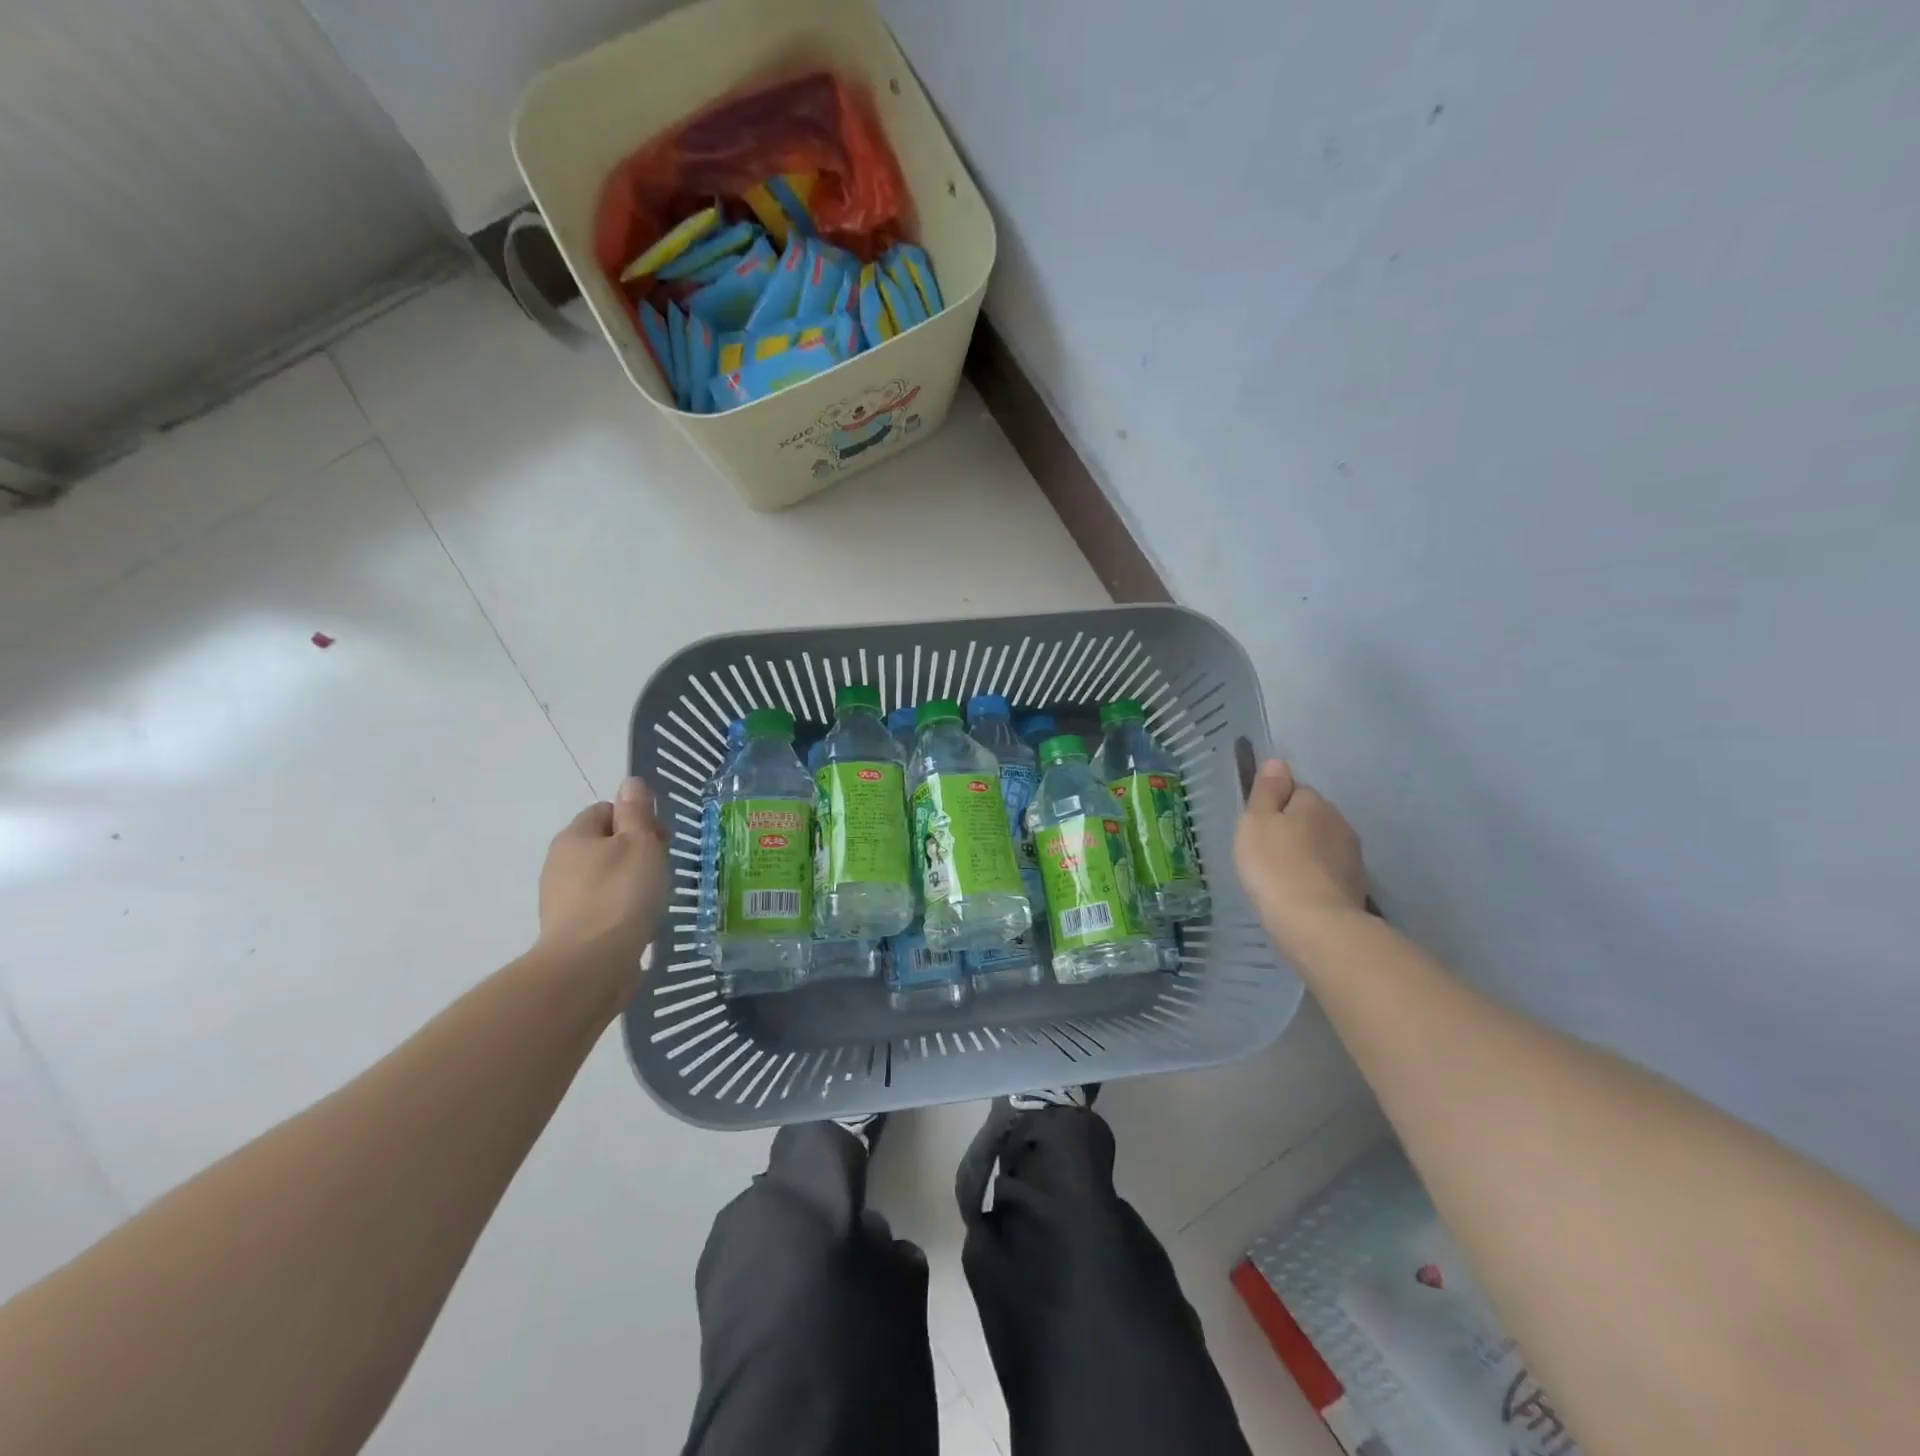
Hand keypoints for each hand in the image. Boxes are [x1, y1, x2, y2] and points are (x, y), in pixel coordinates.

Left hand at [537, 777, 668, 983]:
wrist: (590, 965)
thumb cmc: (620, 895)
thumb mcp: (640, 843)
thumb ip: (637, 812)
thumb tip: (631, 781)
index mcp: (574, 836)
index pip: (606, 810)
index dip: (637, 819)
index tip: (662, 840)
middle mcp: (560, 864)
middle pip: (605, 844)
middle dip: (636, 852)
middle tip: (662, 870)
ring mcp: (562, 900)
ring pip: (605, 878)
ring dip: (631, 884)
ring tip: (655, 900)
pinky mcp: (571, 931)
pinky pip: (602, 908)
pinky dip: (622, 911)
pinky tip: (640, 924)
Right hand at [1234, 760, 1367, 953]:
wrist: (1315, 923)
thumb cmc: (1275, 865)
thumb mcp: (1256, 821)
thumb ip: (1267, 790)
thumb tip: (1277, 762)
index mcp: (1315, 802)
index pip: (1294, 790)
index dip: (1273, 805)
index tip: (1257, 826)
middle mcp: (1340, 822)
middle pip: (1311, 817)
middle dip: (1292, 828)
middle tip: (1264, 851)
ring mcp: (1352, 857)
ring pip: (1321, 844)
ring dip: (1304, 853)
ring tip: (1280, 874)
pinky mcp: (1356, 887)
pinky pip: (1328, 871)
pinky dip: (1314, 877)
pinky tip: (1298, 892)